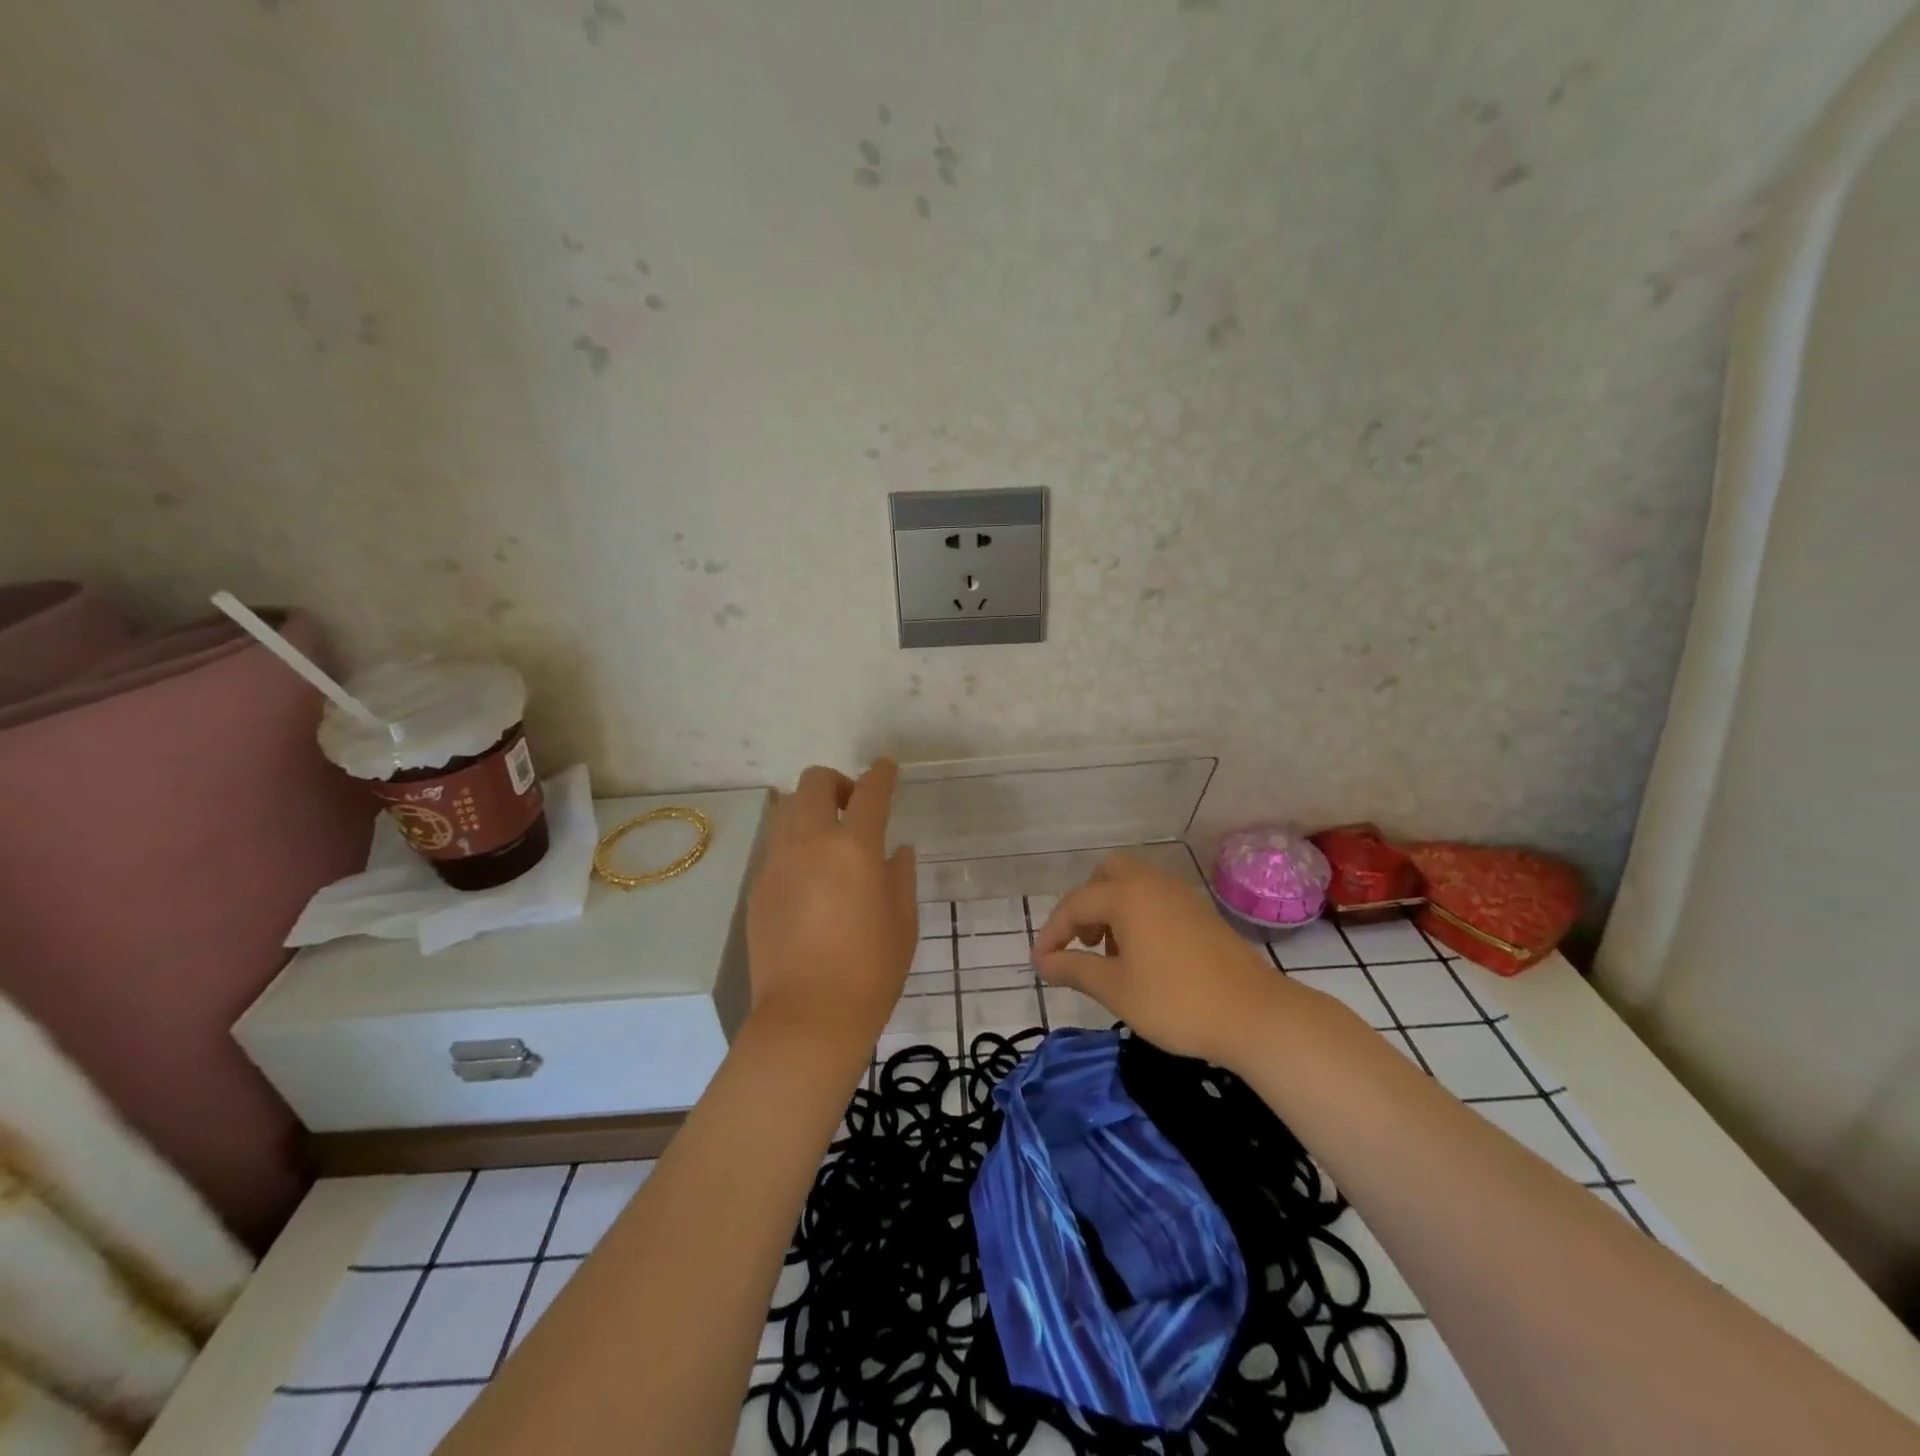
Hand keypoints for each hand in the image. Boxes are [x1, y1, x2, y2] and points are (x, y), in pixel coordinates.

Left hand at [746, 760, 917, 1050]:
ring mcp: (777, 863)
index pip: (870, 792)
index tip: (888, 769)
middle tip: (854, 807)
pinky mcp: (758, 887)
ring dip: (810, 809)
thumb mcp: (903, 922)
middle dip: (837, 783)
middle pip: (814, 782)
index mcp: (855, 848)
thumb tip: (896, 850)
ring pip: (787, 808)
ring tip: (828, 839)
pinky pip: (775, 845)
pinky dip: (794, 842)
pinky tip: (809, 875)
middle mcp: (810, 843)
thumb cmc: (870, 971)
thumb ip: (900, 876)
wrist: (808, 1017)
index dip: (882, 774)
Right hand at [1033, 854, 1295, 1065]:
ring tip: (1110, 954)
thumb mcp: (1115, 989)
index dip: (1053, 933)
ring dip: (1112, 910)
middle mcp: (1152, 884)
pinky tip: (1143, 957)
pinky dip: (1138, 916)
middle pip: (1107, 875)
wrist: (1255, 1015)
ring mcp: (1181, 896)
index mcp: (1127, 895)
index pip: (1075, 904)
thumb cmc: (1176, 1001)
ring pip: (1134, 885)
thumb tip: (1043, 962)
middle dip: (1086, 904)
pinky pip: (1156, 900)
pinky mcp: (1201, 914)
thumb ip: (1074, 969)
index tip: (1041, 964)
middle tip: (1082, 942)